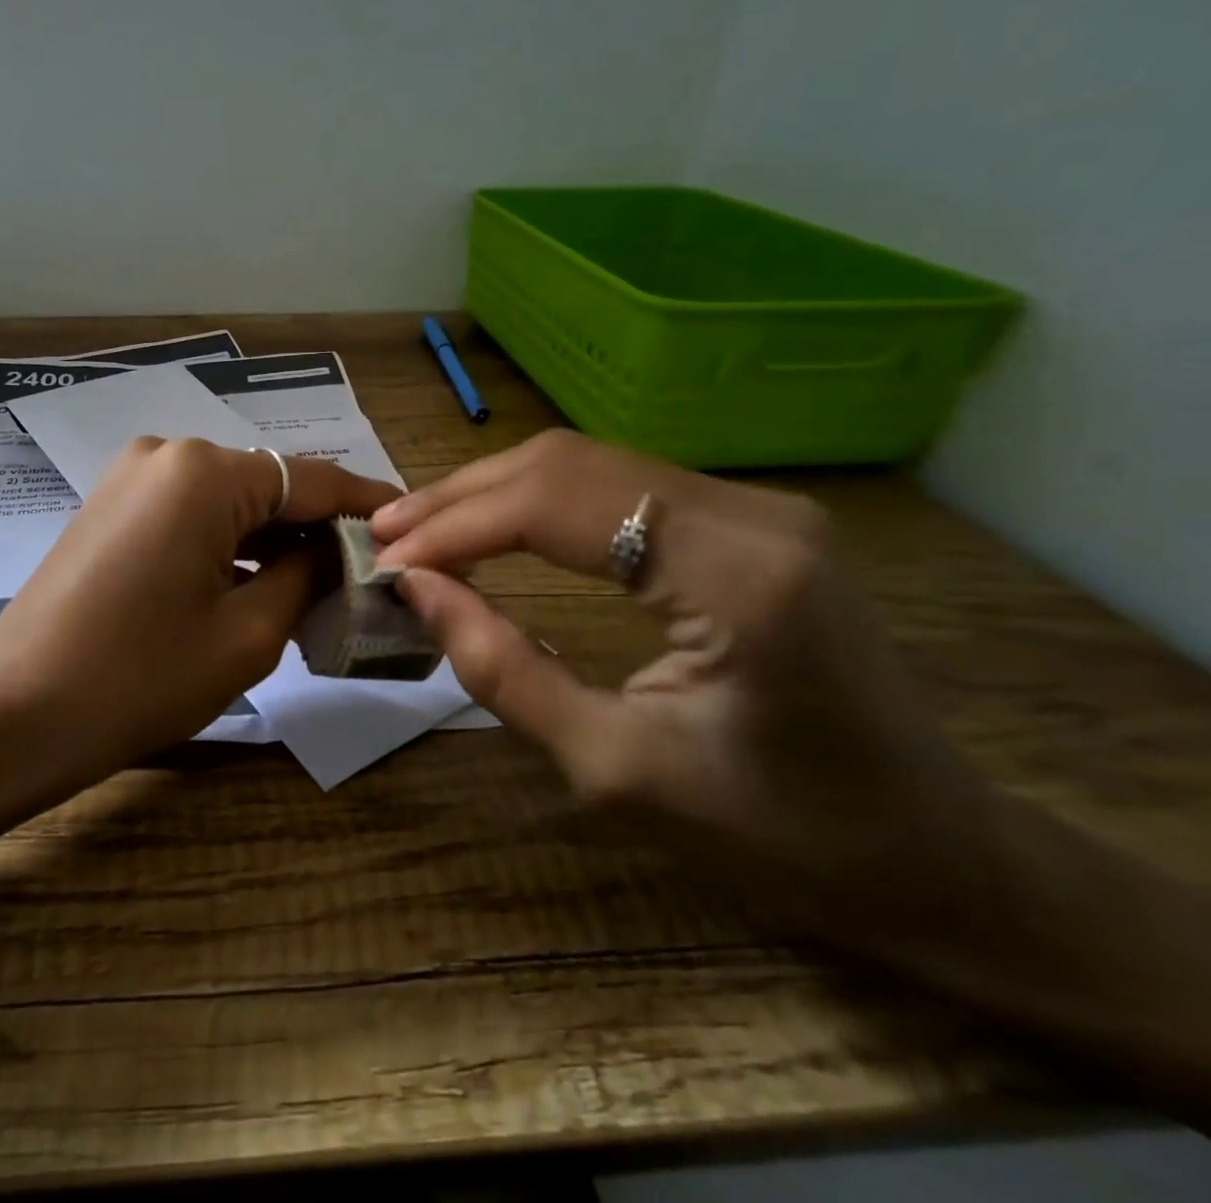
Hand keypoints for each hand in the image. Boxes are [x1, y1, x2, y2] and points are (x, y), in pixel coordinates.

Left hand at [0, 439, 398, 784]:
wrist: (14, 716)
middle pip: (268, 486)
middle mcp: (166, 453)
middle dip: (316, 527)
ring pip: (227, 502)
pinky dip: (227, 544)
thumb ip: (308, 575)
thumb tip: (340, 549)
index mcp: (204, 471)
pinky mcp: (109, 508)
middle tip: (366, 571)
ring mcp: (129, 478)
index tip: (412, 520)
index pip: (312, 479)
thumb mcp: (249, 633)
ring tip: (318, 584)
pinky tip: (253, 582)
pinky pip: (188, 515)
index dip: (366, 504)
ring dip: (271, 539)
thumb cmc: (140, 678)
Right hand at [370, 429, 1000, 949]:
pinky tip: (489, 527)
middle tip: (385, 533)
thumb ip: (502, 669)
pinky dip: (534, 503)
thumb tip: (416, 587)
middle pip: (566, 462)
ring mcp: (754, 506)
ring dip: (491, 492)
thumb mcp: (616, 770)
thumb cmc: (779, 836)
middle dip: (461, 496)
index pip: (556, 505)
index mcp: (737, 574)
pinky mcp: (744, 519)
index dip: (456, 526)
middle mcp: (751, 511)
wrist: (934, 856)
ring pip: (585, 462)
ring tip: (418, 530)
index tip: (386, 561)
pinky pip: (614, 486)